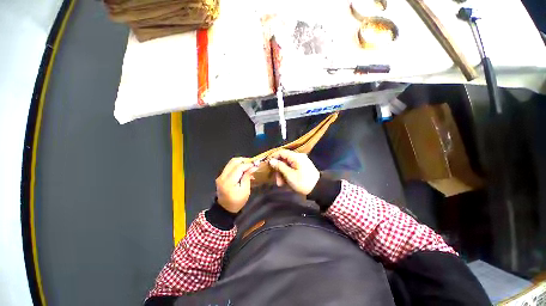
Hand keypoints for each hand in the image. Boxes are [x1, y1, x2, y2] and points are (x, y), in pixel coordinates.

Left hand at [216, 157, 257, 212]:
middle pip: (233, 162)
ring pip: (231, 163)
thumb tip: (253, 167)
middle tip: (252, 163)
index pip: (238, 167)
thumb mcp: (245, 190)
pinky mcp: (221, 176)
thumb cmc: (237, 201)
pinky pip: (230, 166)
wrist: (225, 209)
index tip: (256, 164)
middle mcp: (222, 176)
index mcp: (228, 182)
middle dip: (244, 160)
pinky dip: (237, 165)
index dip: (248, 164)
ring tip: (248, 166)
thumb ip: (247, 177)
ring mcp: (220, 175)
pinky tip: (243, 169)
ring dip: (241, 162)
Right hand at [268, 149, 319, 195]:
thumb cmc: (303, 182)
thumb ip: (280, 166)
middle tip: (276, 180)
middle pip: (284, 159)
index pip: (281, 152)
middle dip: (278, 169)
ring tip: (281, 184)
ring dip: (282, 173)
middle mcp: (298, 157)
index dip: (273, 156)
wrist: (318, 189)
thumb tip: (271, 161)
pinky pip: (292, 167)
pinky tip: (286, 182)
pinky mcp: (302, 166)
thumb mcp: (289, 175)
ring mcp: (301, 161)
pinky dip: (287, 173)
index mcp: (296, 156)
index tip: (267, 164)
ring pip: (287, 164)